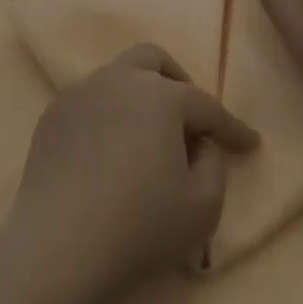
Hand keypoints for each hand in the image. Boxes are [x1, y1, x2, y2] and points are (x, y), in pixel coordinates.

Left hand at [8, 45, 258, 298]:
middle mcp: (120, 80)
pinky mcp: (53, 114)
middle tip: (189, 119)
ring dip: (139, 96)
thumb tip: (201, 144)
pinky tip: (109, 149)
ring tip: (147, 135)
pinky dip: (108, 114)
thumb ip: (214, 165)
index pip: (206, 105)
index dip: (232, 127)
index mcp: (161, 96)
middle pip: (153, 60)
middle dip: (178, 82)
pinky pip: (90, 101)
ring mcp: (81, 93)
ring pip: (117, 76)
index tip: (249, 143)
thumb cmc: (139, 225)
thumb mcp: (203, 206)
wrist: (58, 242)